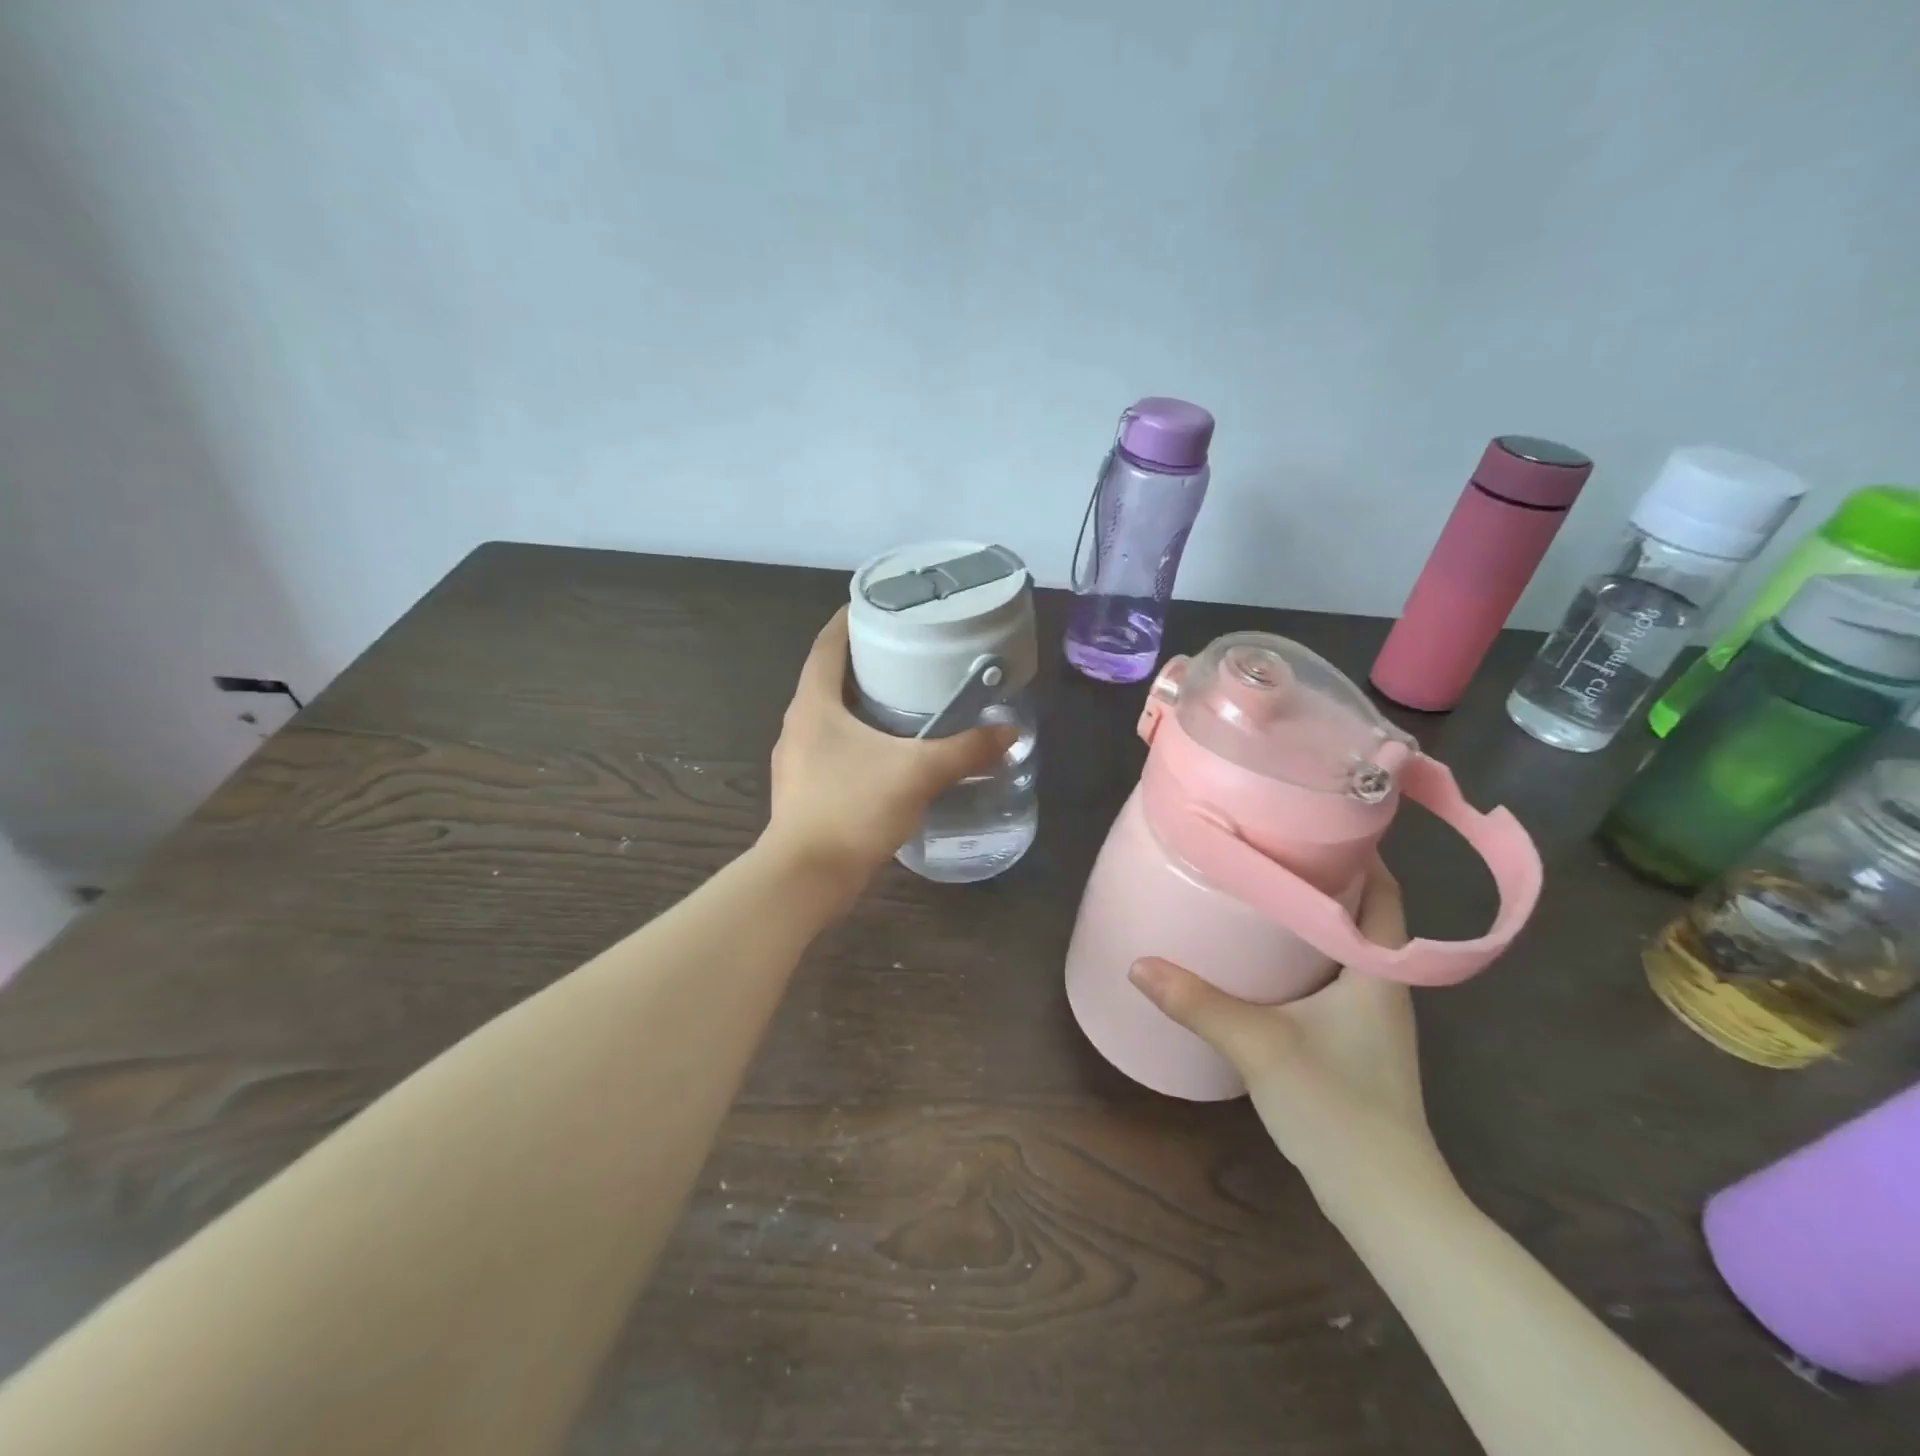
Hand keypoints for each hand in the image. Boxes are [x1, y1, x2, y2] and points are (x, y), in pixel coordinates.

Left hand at [761, 608, 1015, 896]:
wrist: (806, 878)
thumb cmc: (853, 808)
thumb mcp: (918, 773)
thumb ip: (966, 750)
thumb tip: (1009, 731)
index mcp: (814, 704)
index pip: (827, 646)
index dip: (849, 621)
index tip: (878, 607)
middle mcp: (798, 724)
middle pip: (828, 679)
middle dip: (864, 663)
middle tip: (906, 653)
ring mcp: (796, 760)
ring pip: (829, 717)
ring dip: (860, 705)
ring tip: (902, 701)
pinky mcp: (803, 790)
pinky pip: (832, 749)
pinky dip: (858, 740)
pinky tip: (888, 754)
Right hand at [1127, 860, 1454, 1209]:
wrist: (1385, 1201)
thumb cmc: (1337, 1108)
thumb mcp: (1259, 1045)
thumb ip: (1198, 1003)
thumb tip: (1138, 964)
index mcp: (1377, 971)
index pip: (1382, 893)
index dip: (1360, 853)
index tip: (1316, 820)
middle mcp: (1383, 986)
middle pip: (1362, 914)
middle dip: (1324, 878)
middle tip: (1271, 848)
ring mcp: (1371, 1019)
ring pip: (1346, 948)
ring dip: (1313, 918)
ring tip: (1261, 891)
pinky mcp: (1355, 1045)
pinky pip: (1332, 979)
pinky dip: (1304, 957)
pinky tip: (1265, 960)